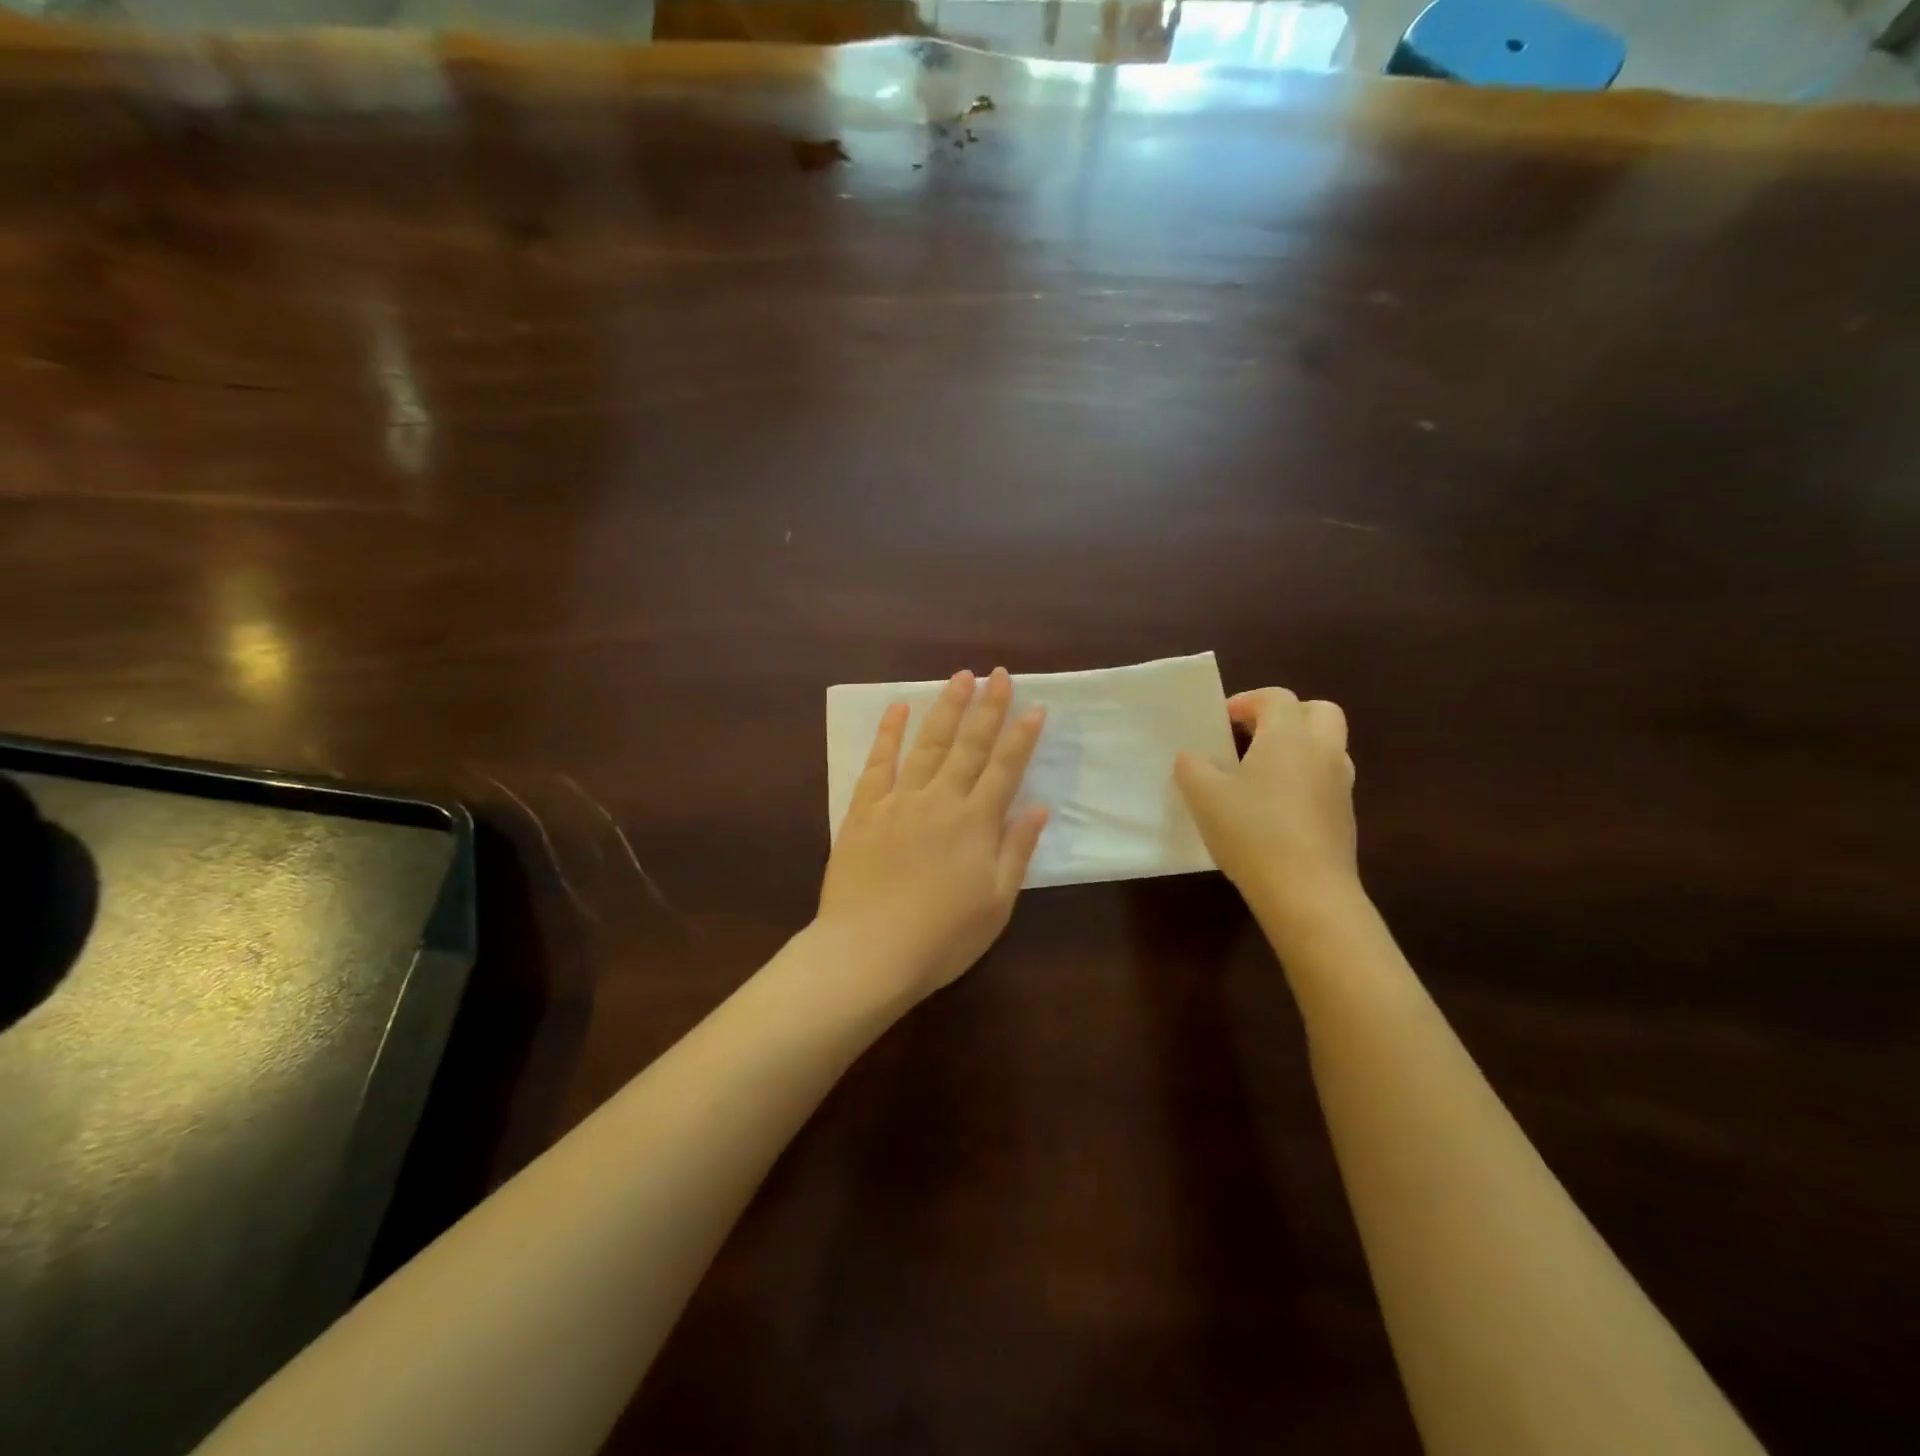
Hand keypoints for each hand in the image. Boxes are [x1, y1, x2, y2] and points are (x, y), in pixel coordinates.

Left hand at [819, 667, 1048, 1002]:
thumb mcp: (996, 903)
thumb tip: (1039, 807)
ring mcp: (899, 801)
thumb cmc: (942, 937)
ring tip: (959, 677)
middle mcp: (940, 800)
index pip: (1005, 768)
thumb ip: (1017, 850)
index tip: (1035, 706)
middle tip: (999, 674)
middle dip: (988, 707)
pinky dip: (888, 733)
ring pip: (928, 744)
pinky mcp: (864, 811)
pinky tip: (897, 708)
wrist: (868, 952)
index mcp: (976, 823)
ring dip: (945, 708)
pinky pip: (878, 763)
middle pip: (969, 744)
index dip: (1022, 736)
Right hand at [1174, 687, 1357, 908]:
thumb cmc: (1252, 831)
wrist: (1306, 892)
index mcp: (1289, 735)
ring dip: (1297, 748)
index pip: (1275, 697)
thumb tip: (1192, 757)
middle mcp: (1323, 750)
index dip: (1245, 702)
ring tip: (1260, 774)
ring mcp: (1340, 784)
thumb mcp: (1203, 795)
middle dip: (1285, 716)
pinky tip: (1274, 809)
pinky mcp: (1344, 816)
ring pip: (1326, 746)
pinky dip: (1304, 780)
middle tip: (1252, 737)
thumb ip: (1192, 766)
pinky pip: (1326, 781)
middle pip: (1317, 711)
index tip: (1220, 723)